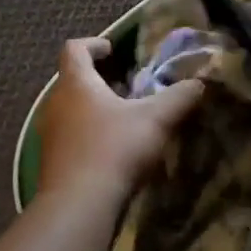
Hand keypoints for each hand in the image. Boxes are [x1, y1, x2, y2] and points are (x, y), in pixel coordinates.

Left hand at [36, 37, 203, 207]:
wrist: (79, 205)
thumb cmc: (115, 148)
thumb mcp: (156, 119)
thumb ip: (180, 97)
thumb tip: (200, 83)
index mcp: (76, 83)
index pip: (74, 49)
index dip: (94, 44)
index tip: (114, 50)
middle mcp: (56, 103)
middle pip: (73, 80)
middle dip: (100, 80)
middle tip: (128, 86)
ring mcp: (50, 134)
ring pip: (71, 110)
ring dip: (94, 109)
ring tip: (124, 119)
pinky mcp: (52, 162)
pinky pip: (70, 137)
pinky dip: (89, 135)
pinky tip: (113, 150)